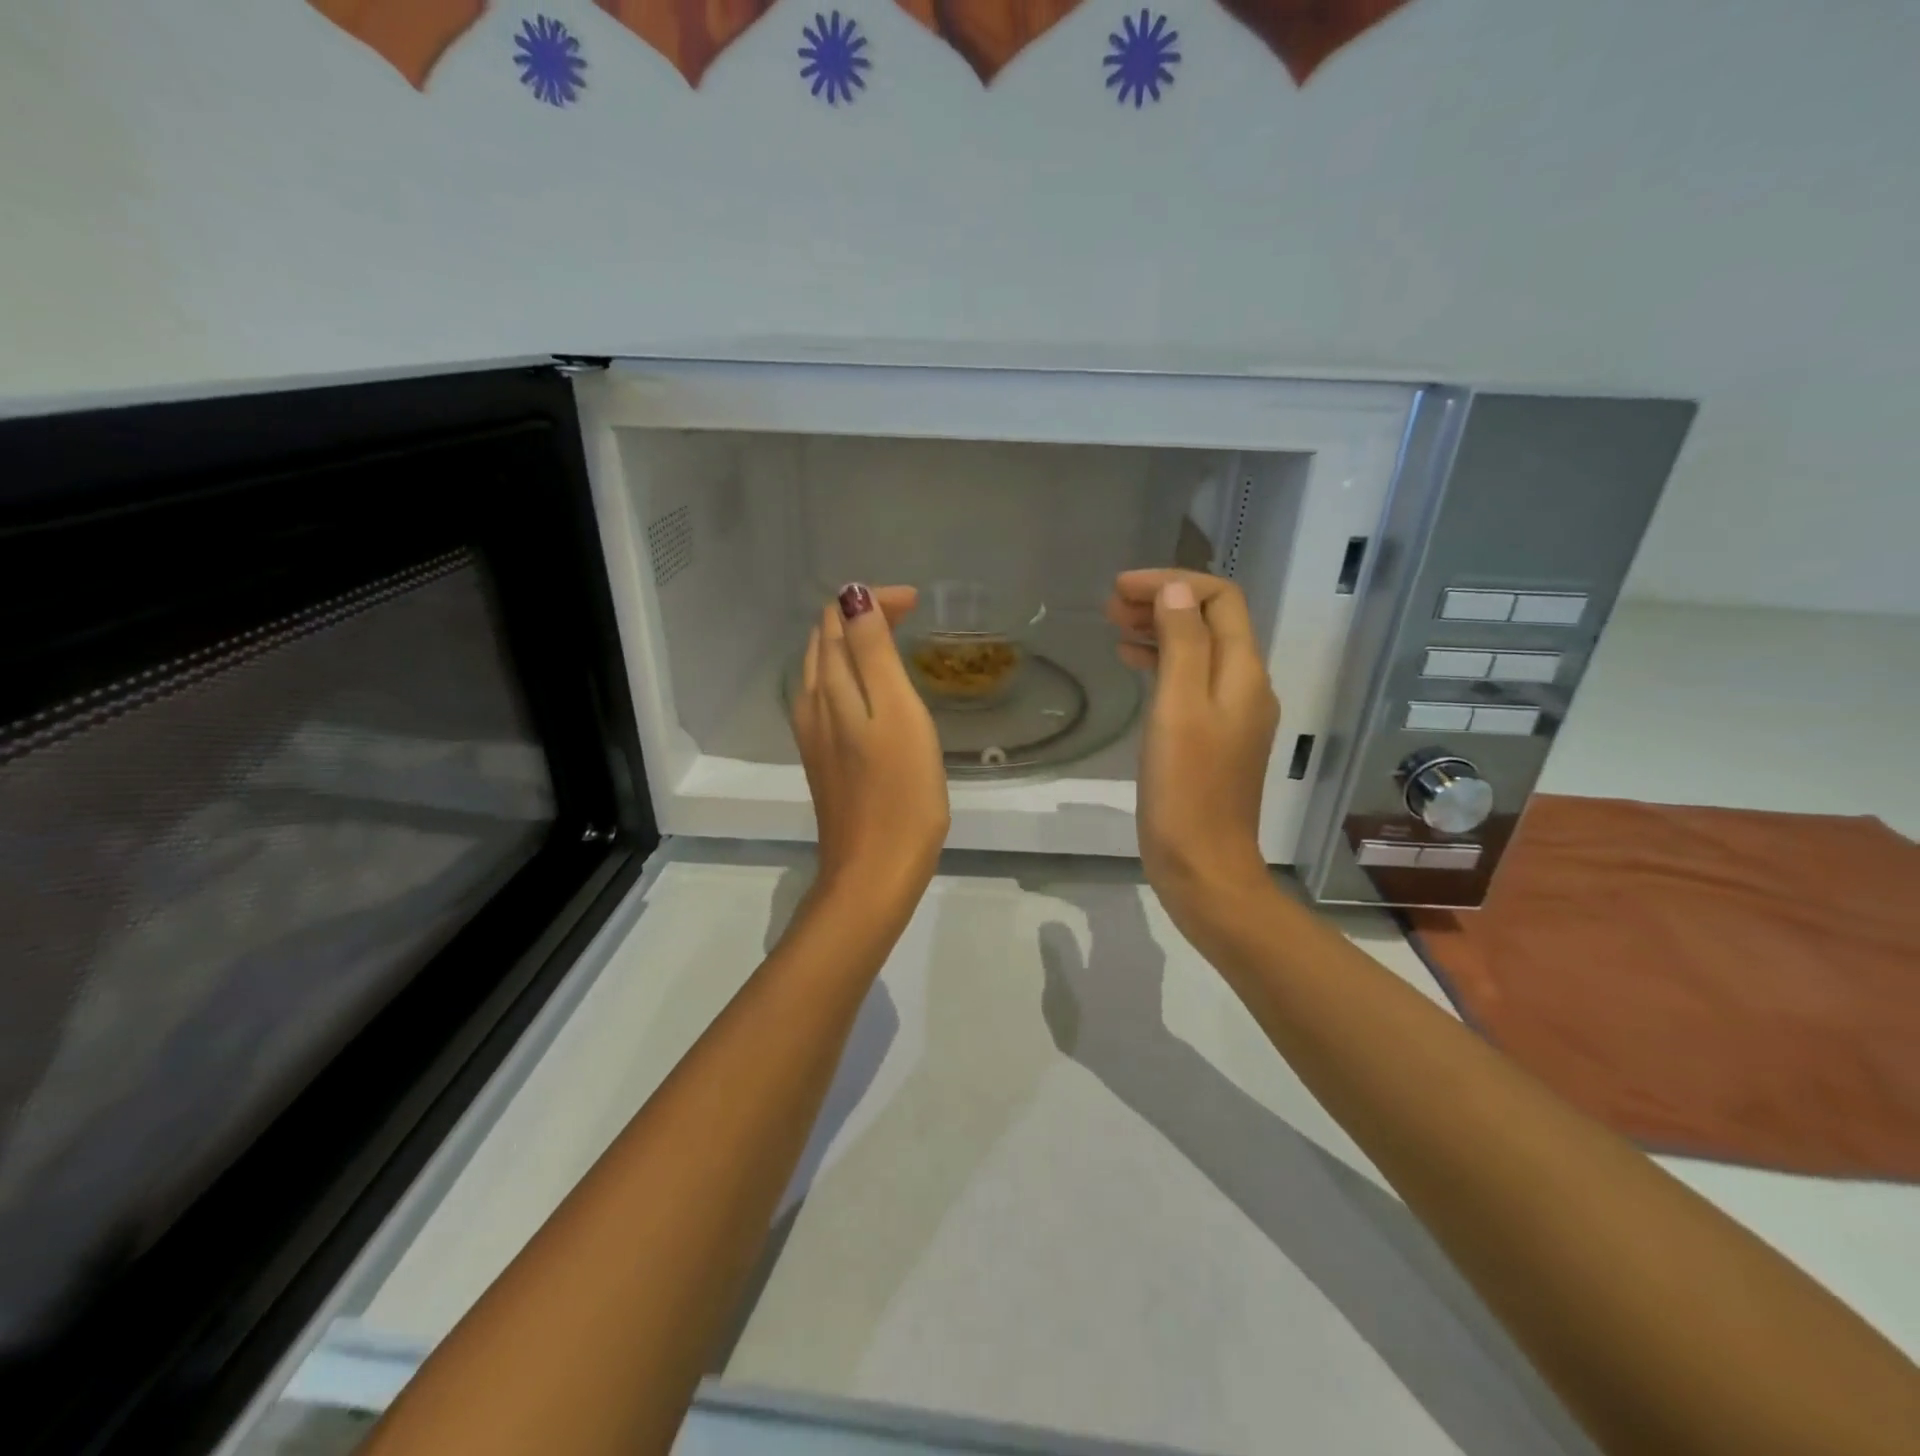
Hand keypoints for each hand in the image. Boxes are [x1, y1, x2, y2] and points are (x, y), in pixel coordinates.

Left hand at [792, 584, 949, 910]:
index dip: (872, 601)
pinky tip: (875, 692)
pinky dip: (850, 676)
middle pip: (826, 641)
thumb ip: (872, 653)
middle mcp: (812, 704)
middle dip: (862, 616)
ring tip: (894, 643)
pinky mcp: (823, 759)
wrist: (874, 870)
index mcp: (829, 688)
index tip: (917, 603)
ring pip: (824, 669)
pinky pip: (829, 698)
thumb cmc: (900, 793)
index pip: (837, 619)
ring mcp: (814, 735)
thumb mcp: (895, 713)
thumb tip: (853, 595)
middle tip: (909, 616)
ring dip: (854, 645)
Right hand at [1104, 569, 1279, 932]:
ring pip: (1198, 652)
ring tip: (1114, 628)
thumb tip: (1175, 593)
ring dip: (1160, 631)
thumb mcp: (1179, 707)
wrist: (1203, 865)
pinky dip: (1161, 665)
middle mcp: (1245, 686)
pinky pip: (1190, 683)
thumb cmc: (1186, 788)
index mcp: (1243, 673)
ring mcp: (1231, 715)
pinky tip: (1132, 667)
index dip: (1173, 583)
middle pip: (1210, 622)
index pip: (1219, 599)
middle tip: (1112, 605)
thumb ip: (1182, 644)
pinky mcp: (1212, 739)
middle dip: (1164, 603)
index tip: (1122, 588)